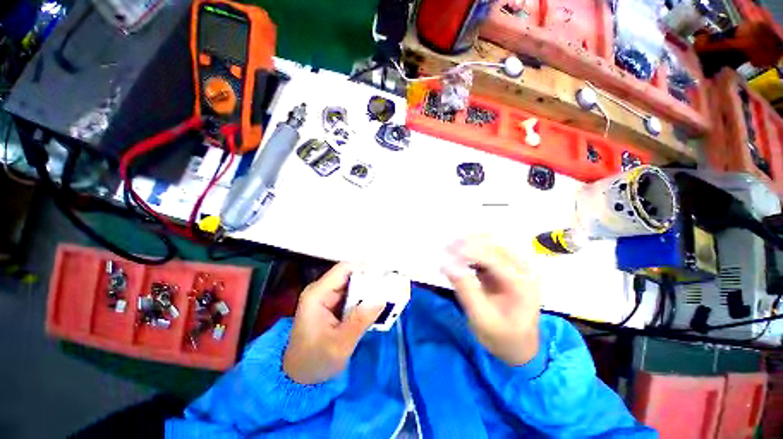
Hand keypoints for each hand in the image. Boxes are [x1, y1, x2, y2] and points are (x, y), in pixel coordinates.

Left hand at [283, 262, 383, 383]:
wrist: (299, 377)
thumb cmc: (315, 361)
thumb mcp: (339, 345)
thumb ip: (360, 321)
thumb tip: (381, 300)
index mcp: (317, 294)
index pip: (344, 269)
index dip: (365, 268)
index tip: (385, 276)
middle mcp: (321, 290)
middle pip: (349, 274)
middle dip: (370, 280)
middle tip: (390, 288)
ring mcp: (326, 296)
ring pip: (352, 284)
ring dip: (368, 289)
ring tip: (387, 295)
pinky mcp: (332, 304)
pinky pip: (352, 294)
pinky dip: (364, 298)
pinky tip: (375, 305)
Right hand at [441, 236, 540, 365]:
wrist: (518, 345)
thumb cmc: (502, 336)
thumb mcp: (482, 319)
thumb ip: (466, 291)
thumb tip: (447, 265)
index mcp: (523, 283)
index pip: (494, 258)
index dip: (469, 252)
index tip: (446, 253)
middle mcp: (522, 269)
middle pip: (493, 243)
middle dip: (467, 242)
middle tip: (445, 249)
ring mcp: (515, 265)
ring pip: (489, 242)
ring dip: (468, 243)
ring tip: (448, 250)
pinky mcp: (505, 265)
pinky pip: (486, 249)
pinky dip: (470, 249)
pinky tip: (456, 255)